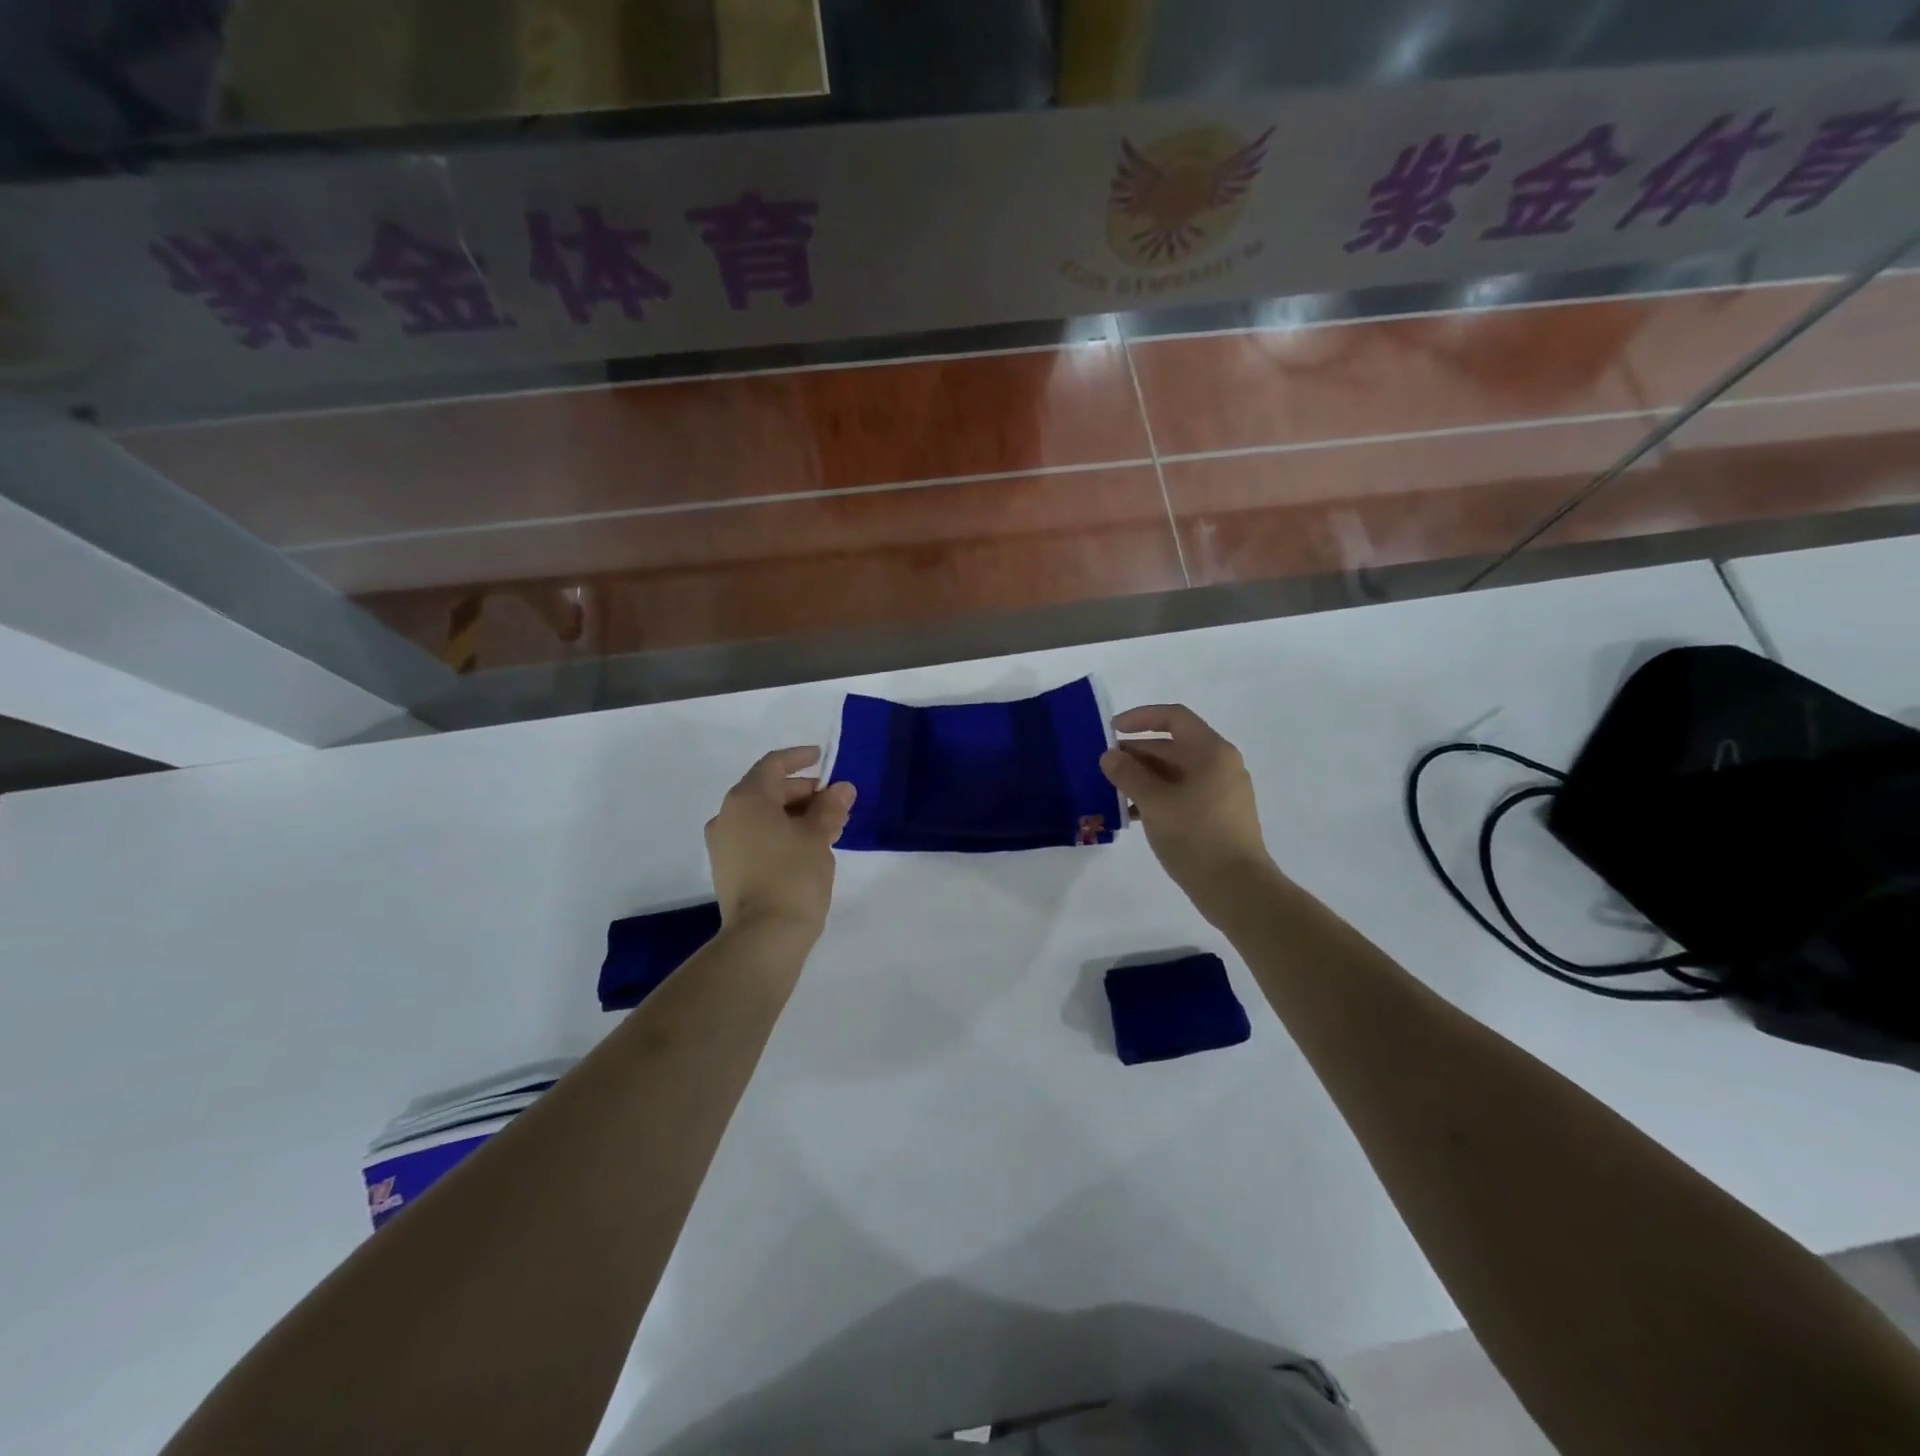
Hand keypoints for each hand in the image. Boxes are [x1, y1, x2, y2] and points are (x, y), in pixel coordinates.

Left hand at [705, 747, 855, 940]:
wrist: (763, 938)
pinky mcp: (729, 869)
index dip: (800, 758)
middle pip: (768, 790)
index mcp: (746, 799)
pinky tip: (810, 847)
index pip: (773, 765)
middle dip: (804, 792)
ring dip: (796, 815)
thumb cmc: (792, 876)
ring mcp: (724, 845)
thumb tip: (841, 789)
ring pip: (764, 816)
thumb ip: (830, 807)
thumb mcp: (818, 836)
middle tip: (837, 803)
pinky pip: (758, 837)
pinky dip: (782, 834)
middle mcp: (727, 816)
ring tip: (831, 827)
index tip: (823, 758)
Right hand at [1100, 705, 1277, 916]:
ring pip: (1176, 772)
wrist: (1238, 889)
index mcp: (1211, 752)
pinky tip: (1134, 814)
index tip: (1111, 729)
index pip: (1173, 717)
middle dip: (1137, 753)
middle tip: (1105, 767)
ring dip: (1144, 778)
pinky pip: (1183, 793)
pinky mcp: (1218, 815)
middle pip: (1173, 746)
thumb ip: (1128, 774)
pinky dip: (1158, 796)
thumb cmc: (1196, 837)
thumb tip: (1110, 756)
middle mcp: (1220, 764)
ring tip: (1114, 792)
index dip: (1140, 718)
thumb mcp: (1154, 803)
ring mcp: (1221, 791)